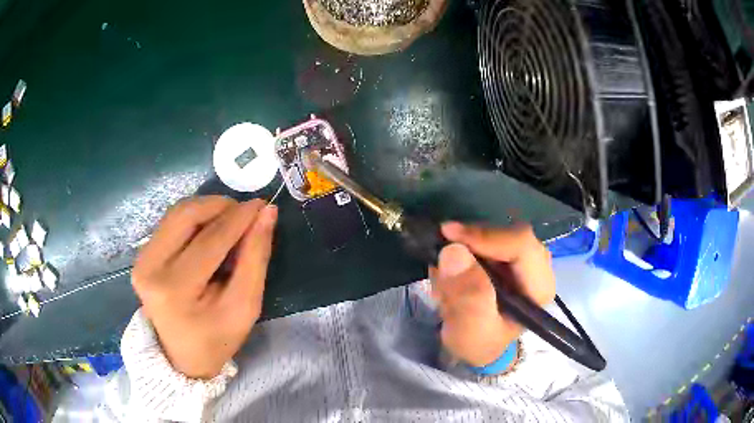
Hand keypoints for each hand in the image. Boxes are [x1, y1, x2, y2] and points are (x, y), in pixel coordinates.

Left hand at [131, 196, 277, 378]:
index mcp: (175, 289)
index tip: (263, 205)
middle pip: (186, 216)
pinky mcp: (141, 255)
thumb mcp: (244, 306)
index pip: (210, 240)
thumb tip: (267, 214)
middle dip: (220, 206)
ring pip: (176, 213)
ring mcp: (141, 259)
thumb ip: (255, 258)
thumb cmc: (216, 338)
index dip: (239, 218)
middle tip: (245, 213)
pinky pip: (170, 223)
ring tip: (230, 221)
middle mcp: (150, 268)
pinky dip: (194, 219)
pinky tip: (209, 231)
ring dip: (207, 209)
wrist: (181, 357)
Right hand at [430, 222, 555, 366]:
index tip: (449, 237)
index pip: (522, 245)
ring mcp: (522, 259)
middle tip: (442, 261)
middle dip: (471, 244)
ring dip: (464, 249)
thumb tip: (454, 251)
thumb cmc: (477, 342)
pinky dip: (462, 250)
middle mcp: (536, 268)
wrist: (474, 346)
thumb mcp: (470, 330)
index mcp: (538, 287)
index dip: (487, 237)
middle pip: (508, 233)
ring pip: (493, 233)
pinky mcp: (507, 255)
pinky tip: (451, 276)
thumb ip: (467, 297)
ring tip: (446, 280)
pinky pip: (484, 238)